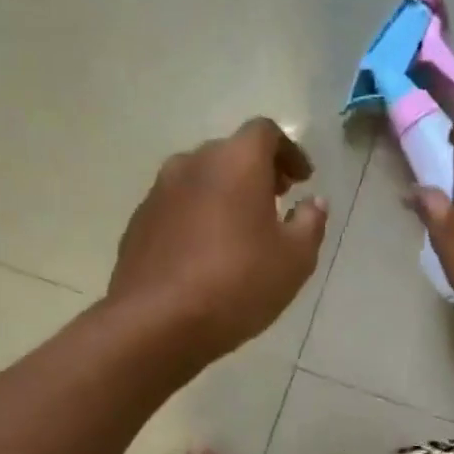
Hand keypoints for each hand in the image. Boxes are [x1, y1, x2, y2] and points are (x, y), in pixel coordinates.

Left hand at [109, 118, 327, 359]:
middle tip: (276, 202)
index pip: (266, 132)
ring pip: (200, 180)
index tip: (302, 180)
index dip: (289, 151)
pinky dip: (197, 217)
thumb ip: (310, 223)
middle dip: (257, 172)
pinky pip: (177, 208)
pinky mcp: (139, 222)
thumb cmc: (239, 284)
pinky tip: (206, 254)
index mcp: (236, 161)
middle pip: (230, 153)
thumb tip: (314, 203)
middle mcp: (193, 163)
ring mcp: (159, 191)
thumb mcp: (295, 260)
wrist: (158, 322)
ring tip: (240, 231)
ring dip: (224, 194)